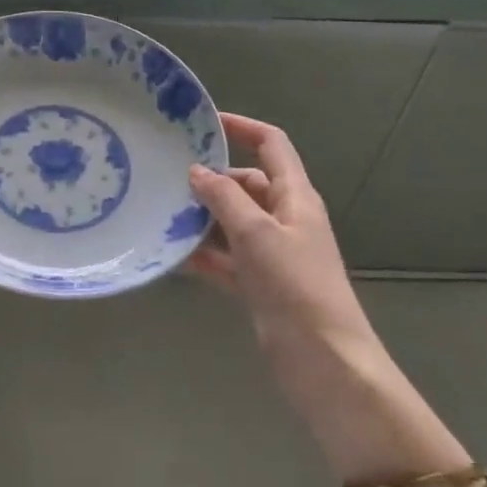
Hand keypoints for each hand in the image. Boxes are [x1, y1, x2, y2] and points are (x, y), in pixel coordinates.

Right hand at [187, 113, 366, 346]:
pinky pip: (227, 259)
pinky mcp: (261, 284)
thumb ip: (225, 198)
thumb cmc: (295, 286)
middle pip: (246, 185)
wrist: (324, 362)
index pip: (271, 145)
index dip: (242, 127)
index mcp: (296, 196)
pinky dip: (205, 256)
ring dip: (203, 220)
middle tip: (168, 180)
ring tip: (162, 215)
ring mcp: (273, 253)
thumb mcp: (257, 233)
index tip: (204, 124)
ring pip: (233, 223)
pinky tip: (173, 256)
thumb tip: (197, 171)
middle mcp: (285, 218)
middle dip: (211, 181)